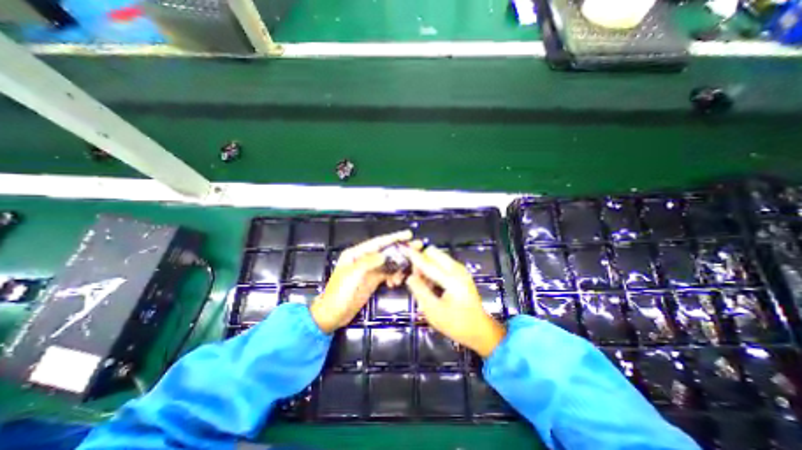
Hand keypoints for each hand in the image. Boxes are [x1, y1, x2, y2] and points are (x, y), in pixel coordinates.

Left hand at [309, 231, 412, 332]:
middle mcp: (364, 259)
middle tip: (417, 248)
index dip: (393, 238)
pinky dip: (394, 276)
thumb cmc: (339, 293)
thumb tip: (384, 255)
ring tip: (405, 273)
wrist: (333, 314)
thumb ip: (368, 262)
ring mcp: (369, 270)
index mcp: (356, 254)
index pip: (378, 242)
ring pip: (389, 263)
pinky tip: (395, 282)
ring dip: (399, 266)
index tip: (408, 234)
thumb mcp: (352, 275)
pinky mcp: (373, 280)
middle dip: (401, 250)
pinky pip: (388, 273)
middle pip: (386, 251)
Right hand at [405, 244, 502, 357]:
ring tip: (425, 284)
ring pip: (438, 256)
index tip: (403, 249)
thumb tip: (410, 277)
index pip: (428, 264)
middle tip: (417, 277)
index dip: (414, 257)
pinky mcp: (461, 272)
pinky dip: (434, 268)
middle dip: (422, 260)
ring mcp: (460, 270)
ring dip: (428, 264)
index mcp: (452, 280)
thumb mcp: (434, 312)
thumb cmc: (456, 324)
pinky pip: (443, 262)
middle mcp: (457, 270)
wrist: (479, 329)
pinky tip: (433, 284)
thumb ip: (420, 292)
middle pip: (434, 252)